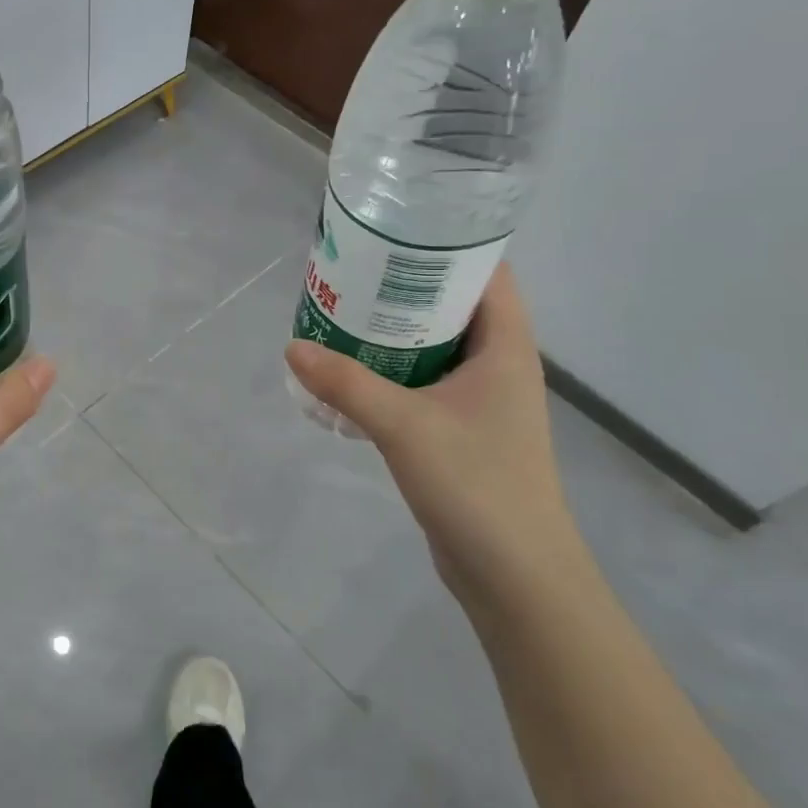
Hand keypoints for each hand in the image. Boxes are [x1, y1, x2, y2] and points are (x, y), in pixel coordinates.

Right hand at [285, 265, 586, 605]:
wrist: (515, 575)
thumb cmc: (477, 485)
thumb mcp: (404, 426)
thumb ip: (346, 384)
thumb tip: (292, 347)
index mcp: (506, 347)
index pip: (487, 273)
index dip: (448, 246)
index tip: (395, 232)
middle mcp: (499, 365)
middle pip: (455, 305)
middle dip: (407, 286)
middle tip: (353, 271)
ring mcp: (483, 401)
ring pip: (437, 346)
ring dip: (396, 331)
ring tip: (344, 314)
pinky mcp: (464, 431)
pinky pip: (426, 383)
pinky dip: (394, 370)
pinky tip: (354, 374)